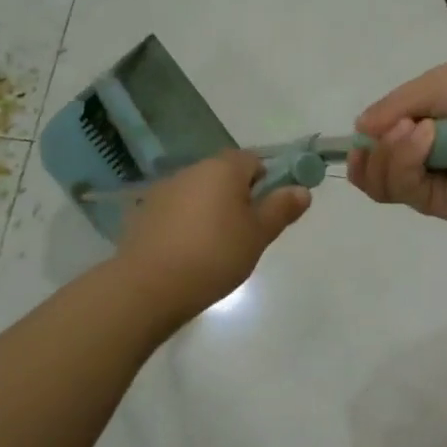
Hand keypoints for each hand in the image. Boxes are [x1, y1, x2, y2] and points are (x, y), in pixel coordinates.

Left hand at [116, 151, 311, 316]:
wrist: (147, 287)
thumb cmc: (214, 256)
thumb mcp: (258, 235)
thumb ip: (281, 208)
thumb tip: (302, 190)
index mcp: (223, 168)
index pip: (254, 160)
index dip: (267, 181)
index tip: (268, 212)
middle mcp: (192, 170)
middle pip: (225, 175)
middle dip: (238, 198)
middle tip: (246, 234)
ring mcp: (164, 190)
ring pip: (199, 193)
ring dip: (210, 210)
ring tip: (215, 249)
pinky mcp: (144, 213)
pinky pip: (176, 210)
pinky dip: (186, 224)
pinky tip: (187, 254)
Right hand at [347, 63, 446, 223]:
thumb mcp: (437, 83)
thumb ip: (395, 105)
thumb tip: (360, 129)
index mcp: (428, 123)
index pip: (383, 140)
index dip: (367, 140)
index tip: (363, 133)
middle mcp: (427, 155)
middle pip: (375, 168)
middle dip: (371, 151)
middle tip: (391, 130)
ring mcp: (433, 181)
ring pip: (382, 183)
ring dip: (387, 153)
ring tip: (414, 130)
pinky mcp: (441, 204)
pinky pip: (404, 189)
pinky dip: (405, 161)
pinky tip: (425, 138)